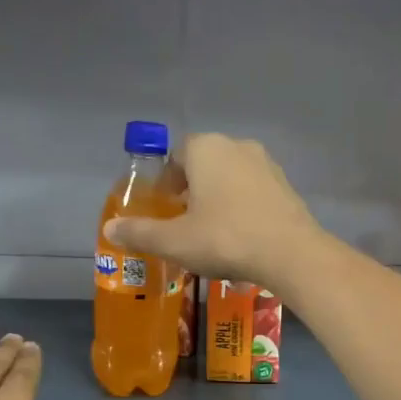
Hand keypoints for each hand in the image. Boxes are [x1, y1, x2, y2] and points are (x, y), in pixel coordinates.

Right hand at [102, 133, 321, 285]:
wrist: (290, 253)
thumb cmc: (225, 239)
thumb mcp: (175, 240)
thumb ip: (140, 233)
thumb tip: (110, 228)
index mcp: (206, 149)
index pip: (177, 154)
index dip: (167, 180)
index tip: (165, 207)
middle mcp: (237, 146)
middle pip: (206, 163)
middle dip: (193, 189)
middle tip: (185, 222)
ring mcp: (267, 164)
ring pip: (232, 177)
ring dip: (219, 198)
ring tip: (213, 232)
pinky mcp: (287, 186)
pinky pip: (255, 192)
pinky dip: (243, 207)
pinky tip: (242, 236)